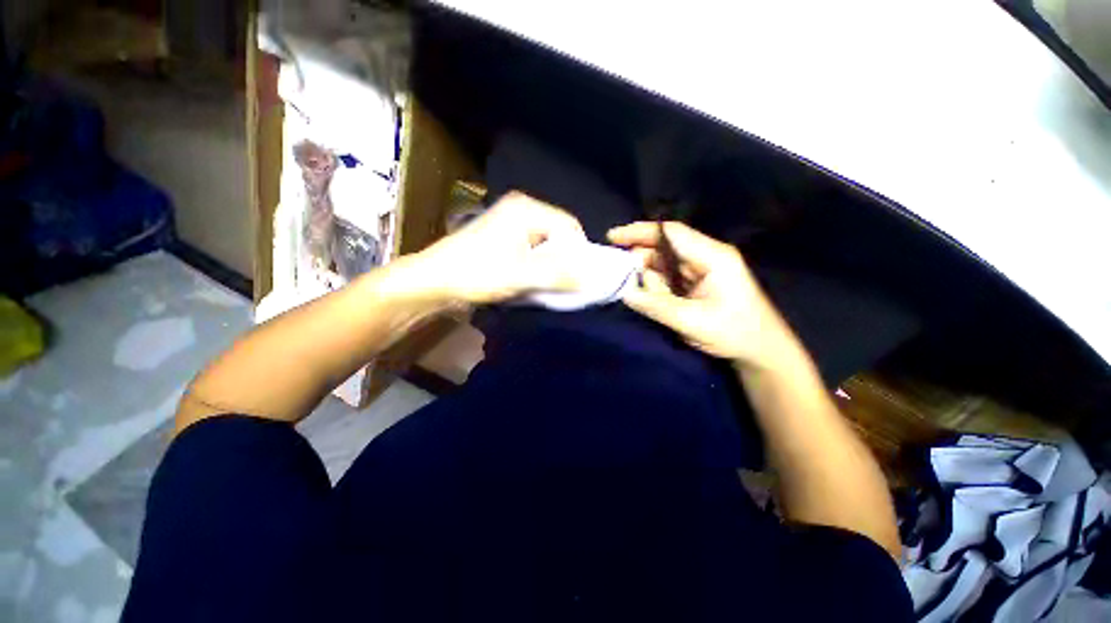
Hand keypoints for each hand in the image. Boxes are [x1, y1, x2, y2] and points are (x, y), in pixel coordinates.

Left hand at [407, 192, 587, 304]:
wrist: (434, 281)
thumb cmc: (477, 273)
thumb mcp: (521, 276)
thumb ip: (558, 275)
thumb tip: (591, 276)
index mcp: (526, 209)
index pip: (569, 226)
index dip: (578, 252)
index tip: (579, 277)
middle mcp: (521, 209)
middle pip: (558, 233)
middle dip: (564, 259)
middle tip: (564, 283)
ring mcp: (511, 222)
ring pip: (546, 243)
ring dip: (550, 264)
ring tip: (548, 283)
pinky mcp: (504, 236)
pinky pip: (533, 248)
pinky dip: (538, 264)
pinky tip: (533, 279)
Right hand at [607, 221, 793, 368]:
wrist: (760, 349)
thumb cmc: (735, 333)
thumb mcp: (693, 322)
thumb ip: (657, 306)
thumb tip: (626, 293)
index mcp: (712, 258)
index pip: (671, 234)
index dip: (640, 232)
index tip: (612, 237)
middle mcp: (705, 257)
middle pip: (663, 247)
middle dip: (640, 259)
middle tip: (622, 278)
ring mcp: (700, 269)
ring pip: (662, 263)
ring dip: (648, 278)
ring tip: (651, 300)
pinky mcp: (695, 282)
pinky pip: (667, 276)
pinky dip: (655, 285)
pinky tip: (652, 299)